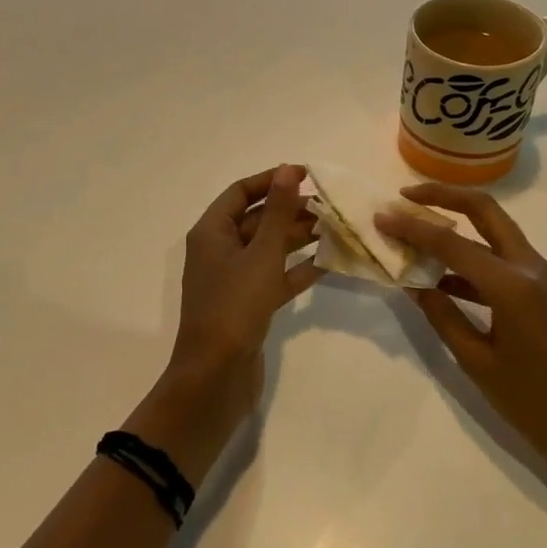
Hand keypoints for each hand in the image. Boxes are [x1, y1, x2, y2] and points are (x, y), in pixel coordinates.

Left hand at [129, 166, 320, 478]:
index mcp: (211, 233)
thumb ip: (279, 212)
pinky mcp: (248, 306)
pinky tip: (327, 263)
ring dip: (298, 238)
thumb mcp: (261, 254)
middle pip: (257, 220)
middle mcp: (219, 251)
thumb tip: (290, 169)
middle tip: (330, 205)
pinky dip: (297, 270)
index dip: (271, 180)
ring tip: (335, 228)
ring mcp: (233, 281)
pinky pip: (275, 278)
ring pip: (268, 249)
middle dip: (291, 210)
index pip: (241, 192)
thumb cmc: (235, 307)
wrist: (216, 377)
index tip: (307, 175)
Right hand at [376, 185, 546, 477]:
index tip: (381, 217)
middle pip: (485, 211)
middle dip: (444, 197)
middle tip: (406, 196)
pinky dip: (471, 256)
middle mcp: (530, 267)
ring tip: (416, 230)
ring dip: (457, 224)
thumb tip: (412, 283)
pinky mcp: (543, 291)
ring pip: (495, 231)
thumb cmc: (533, 404)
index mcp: (512, 285)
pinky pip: (502, 258)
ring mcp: (541, 277)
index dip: (412, 228)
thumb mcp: (477, 361)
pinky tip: (441, 276)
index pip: (452, 244)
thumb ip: (441, 316)